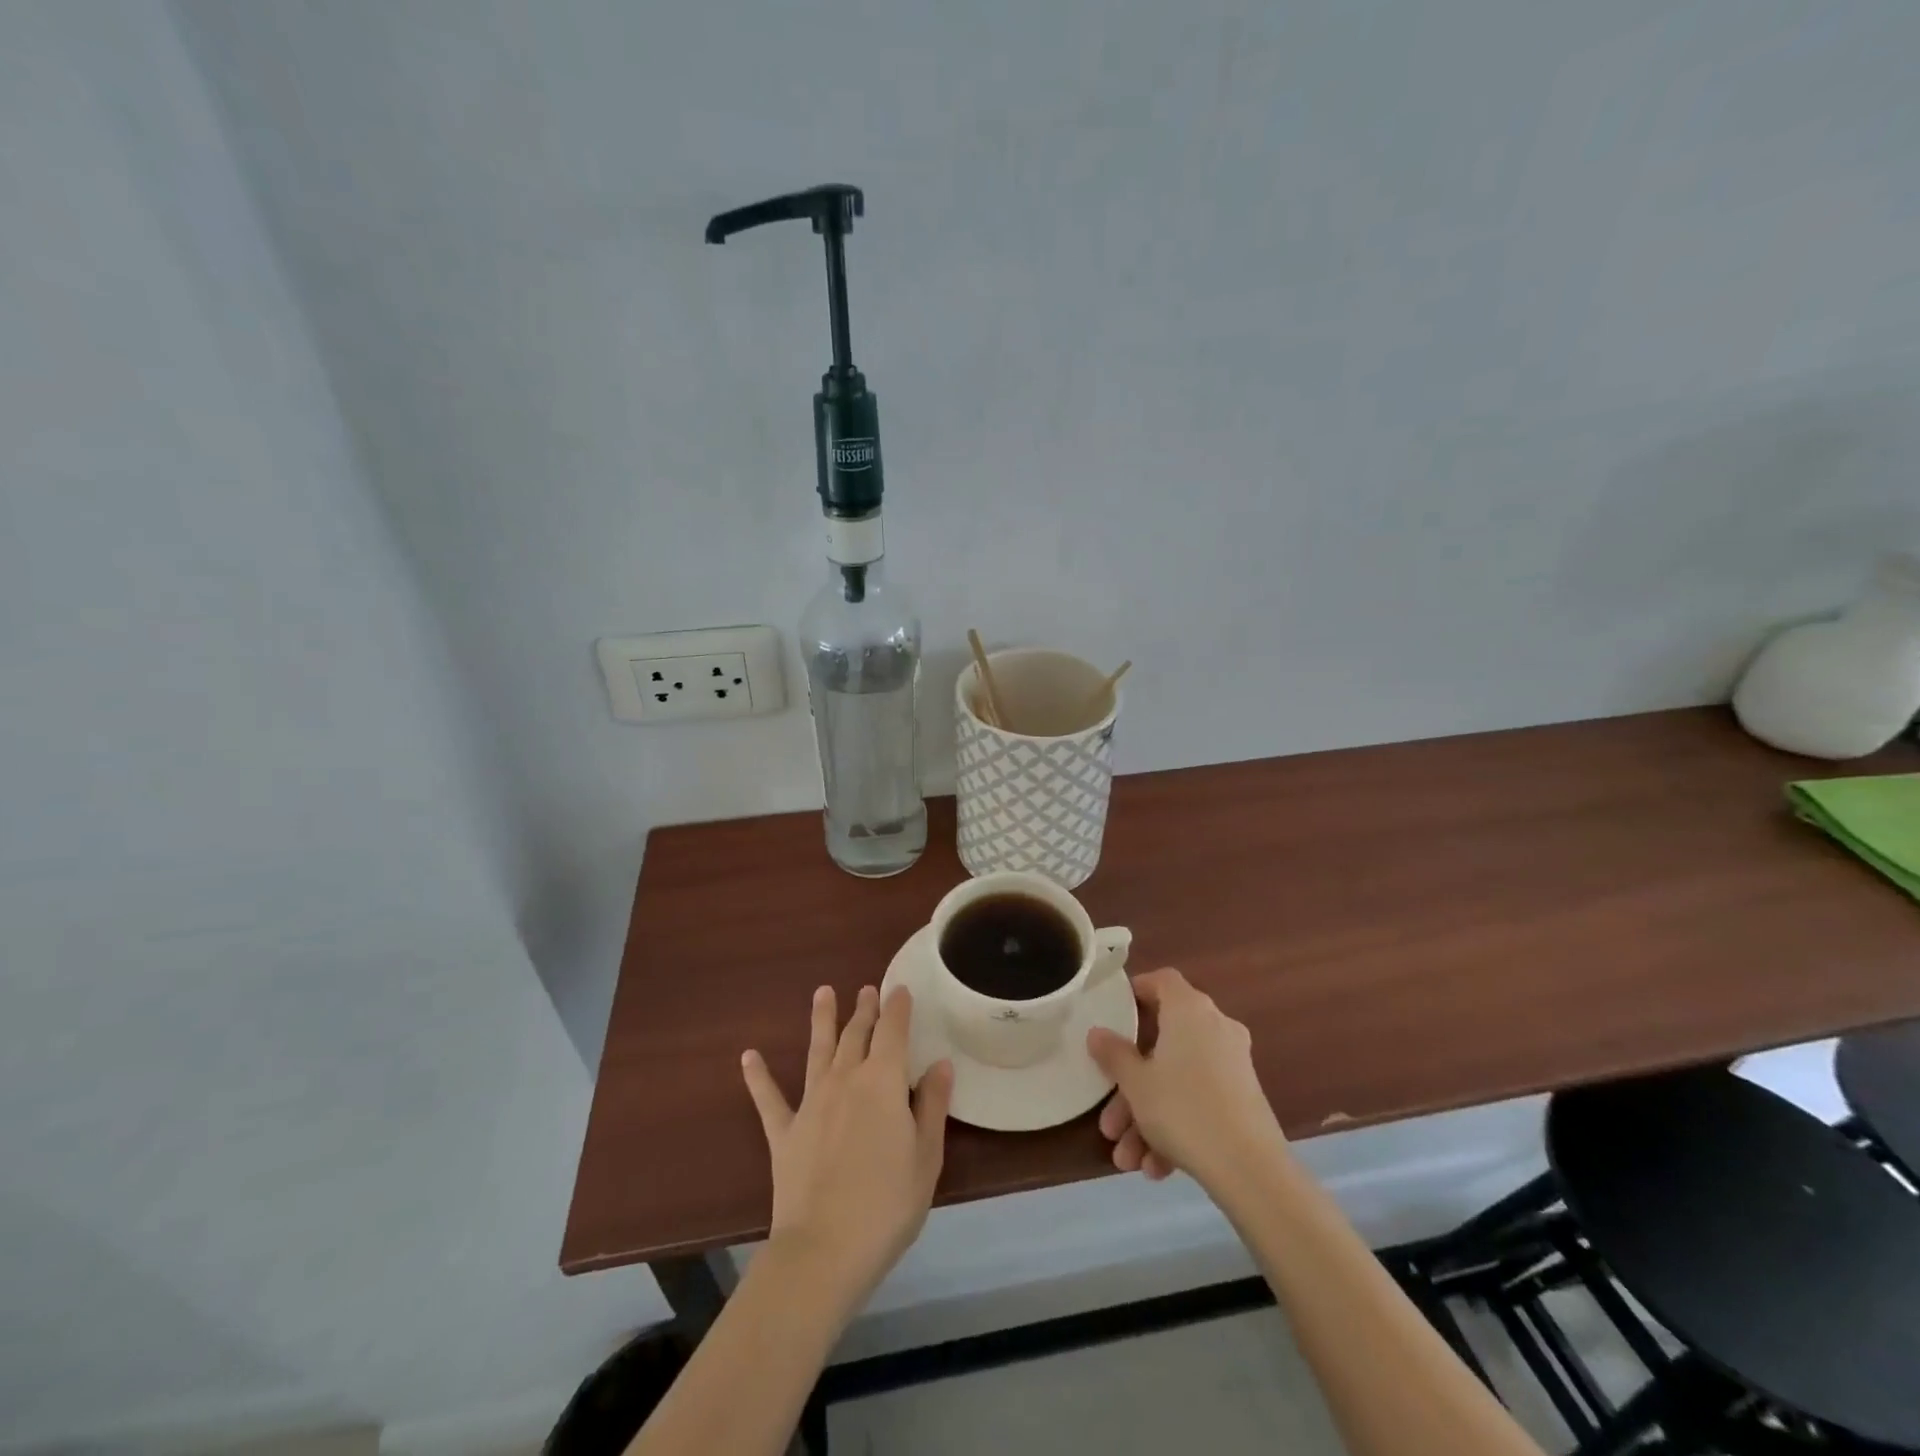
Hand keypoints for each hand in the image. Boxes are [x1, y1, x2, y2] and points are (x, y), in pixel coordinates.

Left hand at [742, 985, 952, 1310]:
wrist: (824, 1251)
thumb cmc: (887, 1205)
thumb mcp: (926, 1157)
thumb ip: (931, 1106)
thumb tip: (939, 1064)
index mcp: (883, 1082)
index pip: (893, 1031)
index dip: (897, 1007)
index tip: (900, 989)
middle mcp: (845, 1079)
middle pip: (856, 1034)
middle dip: (864, 1009)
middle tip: (867, 988)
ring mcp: (811, 1103)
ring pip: (817, 1050)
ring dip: (821, 1020)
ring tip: (822, 992)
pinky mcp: (784, 1132)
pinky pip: (769, 1098)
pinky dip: (758, 1076)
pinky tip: (748, 1056)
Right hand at [1087, 967, 1285, 1190]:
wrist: (1251, 1170)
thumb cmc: (1184, 1109)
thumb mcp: (1136, 1083)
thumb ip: (1113, 1054)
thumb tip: (1097, 1033)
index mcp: (1189, 1010)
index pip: (1162, 980)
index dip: (1137, 990)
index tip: (1114, 1012)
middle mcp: (1215, 1027)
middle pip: (1163, 1043)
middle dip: (1132, 1084)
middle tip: (1109, 1119)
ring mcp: (1232, 1064)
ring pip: (1178, 1080)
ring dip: (1148, 1116)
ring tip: (1127, 1158)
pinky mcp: (1243, 1099)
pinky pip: (1199, 1101)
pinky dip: (1176, 1127)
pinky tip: (1156, 1168)